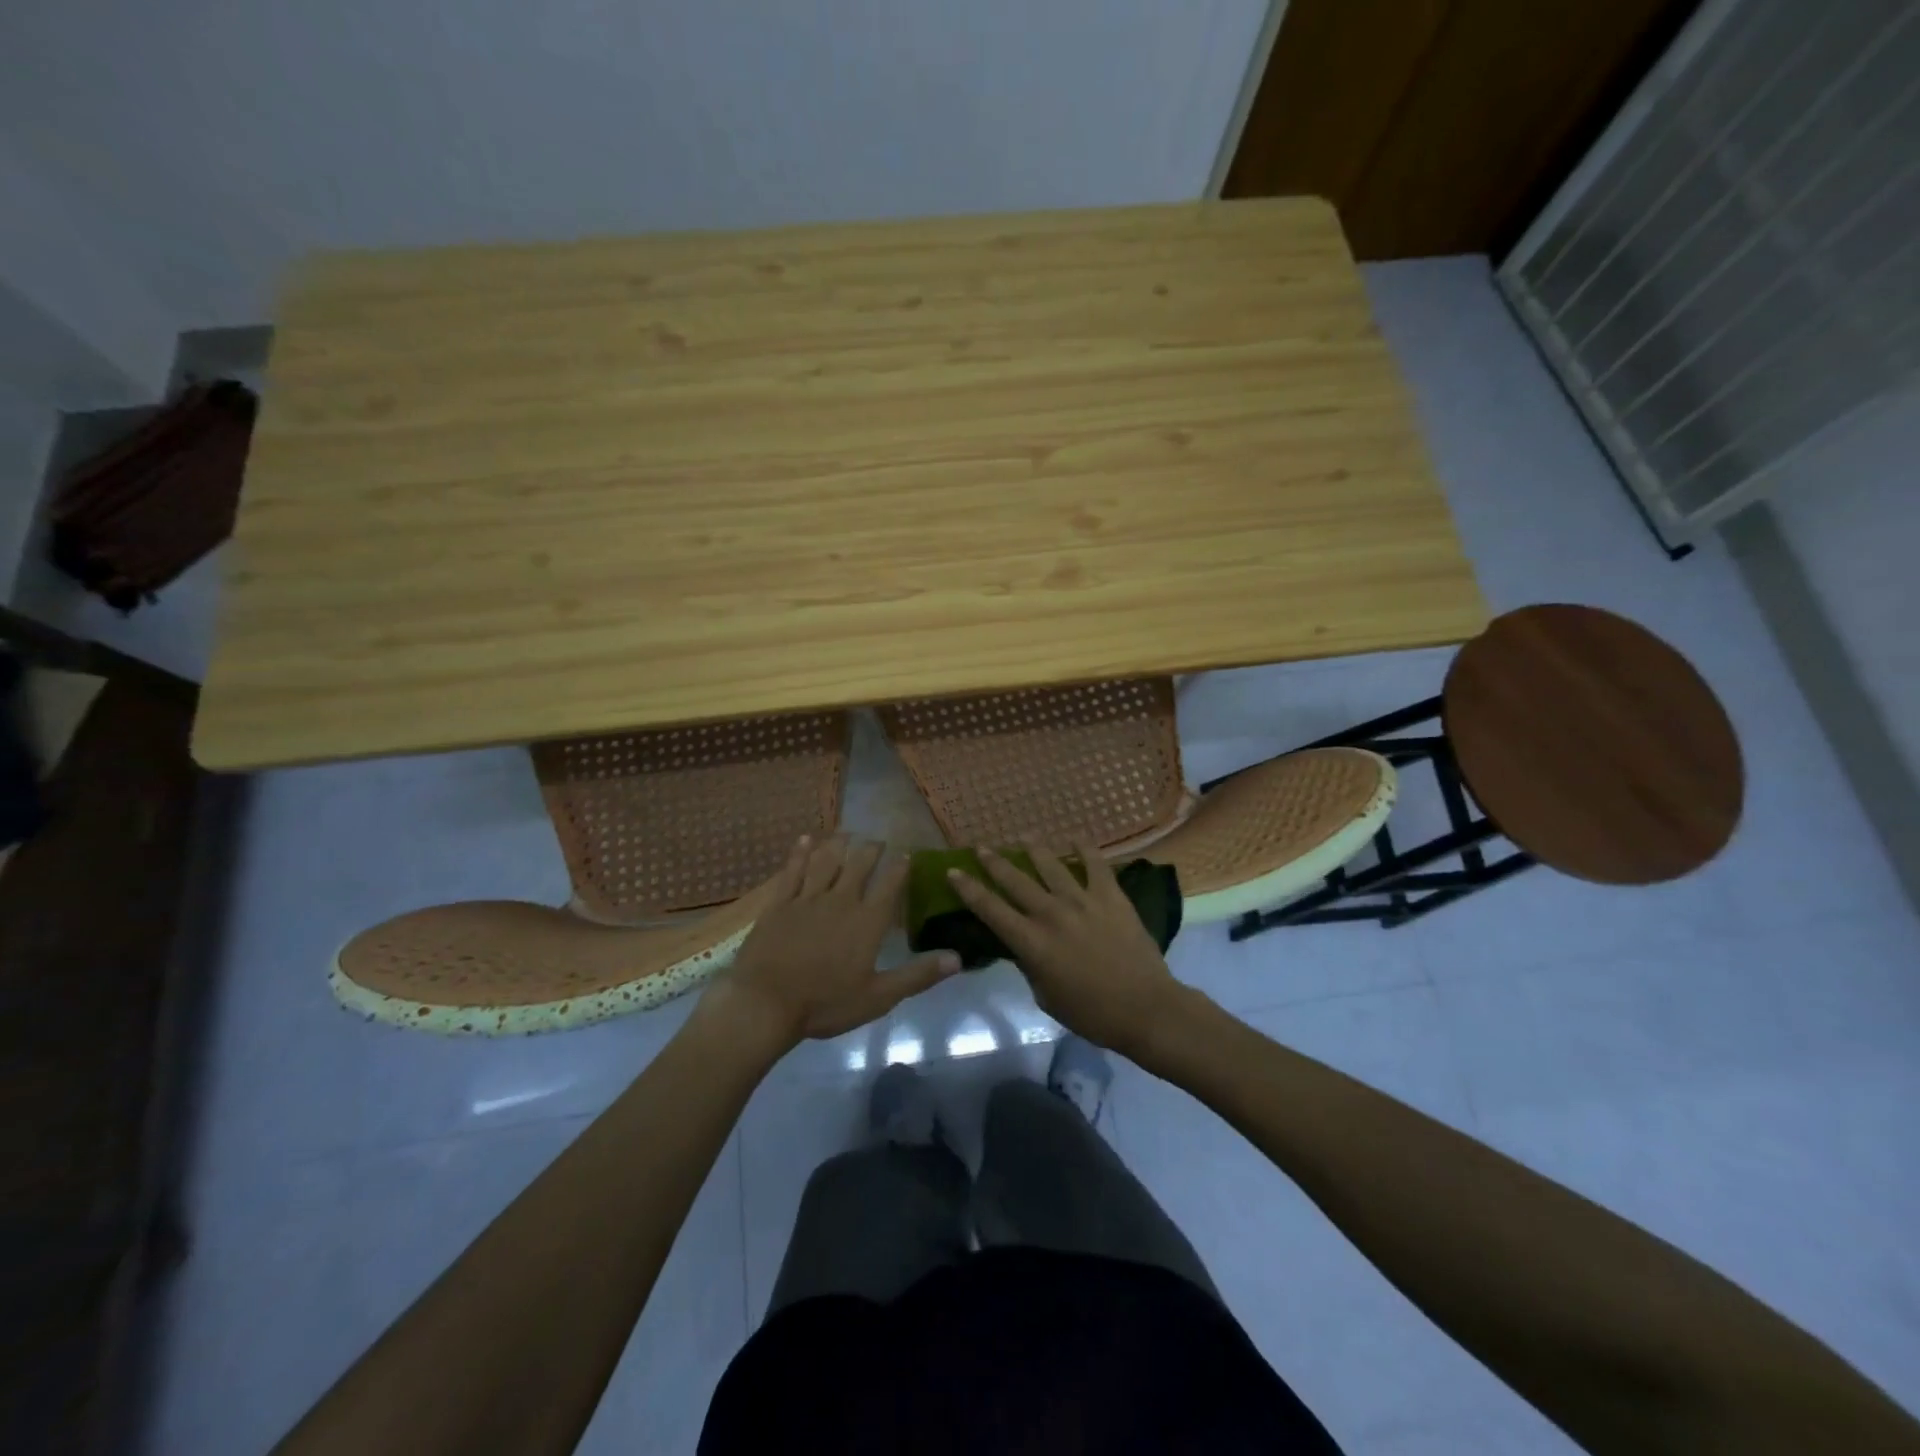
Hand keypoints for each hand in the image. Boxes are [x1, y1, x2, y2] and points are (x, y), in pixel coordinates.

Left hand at [707, 836, 959, 1049]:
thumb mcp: (878, 997)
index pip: (890, 885)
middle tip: (877, 840)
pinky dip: (801, 853)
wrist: (765, 1003)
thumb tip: (958, 958)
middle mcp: (841, 900)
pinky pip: (793, 870)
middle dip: (871, 849)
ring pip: (827, 861)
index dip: (900, 867)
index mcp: (867, 921)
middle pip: (859, 865)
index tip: (907, 854)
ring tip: (847, 833)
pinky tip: (806, 840)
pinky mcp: (780, 903)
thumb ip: (918, 975)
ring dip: (839, 845)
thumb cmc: (825, 1003)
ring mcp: (807, 898)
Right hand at [945, 840, 1185, 1058]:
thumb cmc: (1092, 1013)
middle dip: (994, 862)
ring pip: (1051, 866)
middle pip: (1015, 880)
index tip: (953, 871)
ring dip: (1034, 849)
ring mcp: (1083, 901)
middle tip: (981, 847)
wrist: (1145, 1008)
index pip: (990, 910)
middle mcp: (1051, 914)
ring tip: (1023, 836)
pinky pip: (1096, 865)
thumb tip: (1023, 947)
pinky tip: (1076, 838)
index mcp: (1031, 942)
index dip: (969, 889)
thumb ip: (1030, 966)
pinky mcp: (1111, 896)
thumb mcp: (1046, 997)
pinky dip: (1085, 850)